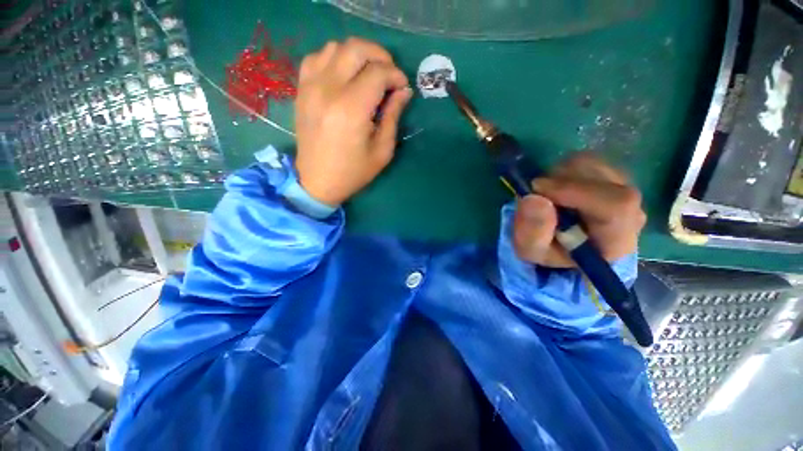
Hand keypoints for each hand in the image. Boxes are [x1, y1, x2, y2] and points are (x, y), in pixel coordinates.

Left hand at [294, 38, 412, 205]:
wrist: (318, 182)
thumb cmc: (353, 172)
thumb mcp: (382, 151)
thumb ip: (393, 116)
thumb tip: (404, 91)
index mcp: (351, 109)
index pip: (378, 73)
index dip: (396, 75)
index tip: (403, 87)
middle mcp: (328, 90)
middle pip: (356, 49)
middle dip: (380, 55)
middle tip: (390, 74)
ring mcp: (310, 87)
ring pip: (335, 47)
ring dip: (357, 55)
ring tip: (368, 73)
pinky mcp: (301, 90)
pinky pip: (316, 58)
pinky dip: (334, 58)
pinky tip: (343, 75)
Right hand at [513, 153, 646, 267]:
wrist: (561, 246)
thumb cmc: (547, 251)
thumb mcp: (531, 250)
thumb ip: (533, 231)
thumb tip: (534, 198)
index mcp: (616, 240)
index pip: (616, 205)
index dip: (575, 191)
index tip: (538, 190)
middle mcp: (631, 212)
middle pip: (605, 180)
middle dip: (562, 180)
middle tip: (536, 192)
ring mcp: (624, 191)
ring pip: (595, 165)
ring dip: (561, 174)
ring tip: (545, 193)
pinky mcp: (612, 177)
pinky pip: (589, 161)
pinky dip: (565, 169)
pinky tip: (555, 186)